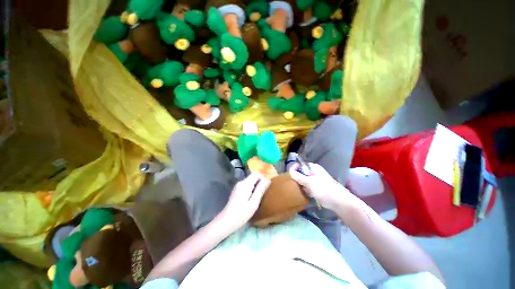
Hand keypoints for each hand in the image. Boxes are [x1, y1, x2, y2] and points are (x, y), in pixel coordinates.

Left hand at [219, 173, 270, 230]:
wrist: (225, 222)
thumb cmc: (241, 213)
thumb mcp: (254, 203)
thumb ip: (260, 190)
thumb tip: (268, 180)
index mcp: (246, 184)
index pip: (256, 174)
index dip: (262, 179)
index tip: (264, 189)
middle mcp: (241, 182)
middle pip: (253, 177)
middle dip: (259, 184)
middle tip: (261, 196)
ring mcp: (237, 186)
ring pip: (250, 182)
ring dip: (255, 188)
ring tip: (256, 199)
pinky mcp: (236, 191)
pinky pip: (246, 186)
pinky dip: (250, 190)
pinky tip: (250, 201)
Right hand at [289, 163, 353, 210]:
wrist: (338, 201)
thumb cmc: (323, 189)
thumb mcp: (309, 182)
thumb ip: (298, 176)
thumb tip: (290, 172)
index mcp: (312, 167)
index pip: (299, 165)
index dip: (294, 169)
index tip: (290, 176)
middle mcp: (313, 172)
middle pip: (300, 172)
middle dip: (297, 178)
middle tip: (294, 184)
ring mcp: (315, 180)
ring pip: (303, 180)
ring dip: (300, 184)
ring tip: (299, 189)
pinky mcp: (316, 187)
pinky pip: (306, 186)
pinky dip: (304, 189)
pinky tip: (304, 193)